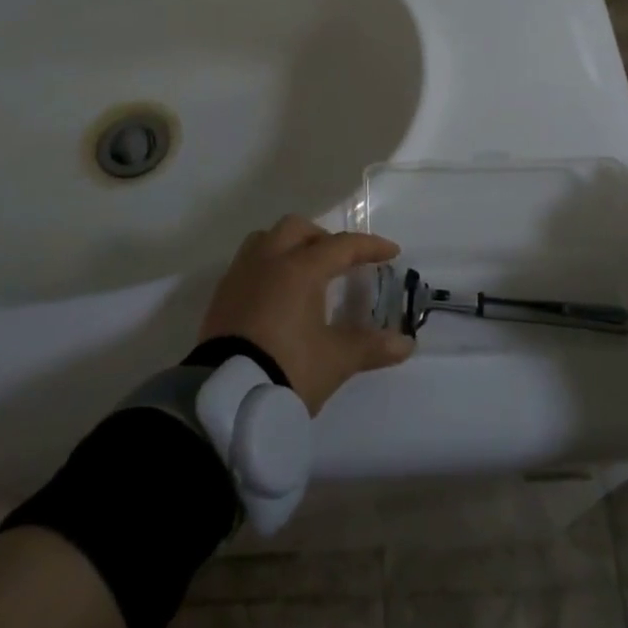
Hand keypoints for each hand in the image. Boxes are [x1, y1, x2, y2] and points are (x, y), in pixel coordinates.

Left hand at [199, 216, 414, 413]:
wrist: (225, 399)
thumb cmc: (287, 369)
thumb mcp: (335, 360)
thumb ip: (371, 347)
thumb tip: (406, 344)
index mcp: (300, 269)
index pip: (341, 246)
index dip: (369, 247)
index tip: (391, 252)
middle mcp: (268, 260)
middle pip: (297, 229)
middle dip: (323, 238)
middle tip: (340, 261)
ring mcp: (240, 275)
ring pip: (266, 239)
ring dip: (289, 245)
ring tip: (305, 271)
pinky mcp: (221, 295)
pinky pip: (248, 263)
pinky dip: (268, 265)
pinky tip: (276, 293)